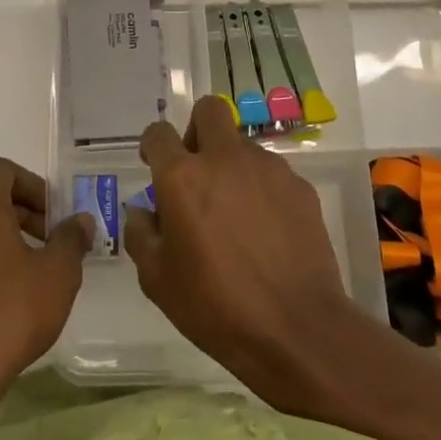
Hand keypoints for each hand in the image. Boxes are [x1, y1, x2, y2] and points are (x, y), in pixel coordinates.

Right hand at [124, 96, 358, 400]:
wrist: (296, 329)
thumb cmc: (215, 305)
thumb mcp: (157, 280)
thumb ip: (140, 235)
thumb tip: (142, 212)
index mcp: (182, 178)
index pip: (158, 133)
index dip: (152, 146)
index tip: (153, 165)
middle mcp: (224, 160)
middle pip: (208, 110)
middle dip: (196, 130)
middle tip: (195, 169)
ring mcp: (268, 170)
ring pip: (242, 144)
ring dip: (231, 164)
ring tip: (234, 211)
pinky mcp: (300, 187)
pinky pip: (272, 173)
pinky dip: (261, 188)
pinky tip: (264, 228)